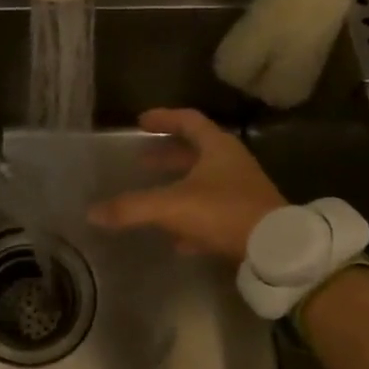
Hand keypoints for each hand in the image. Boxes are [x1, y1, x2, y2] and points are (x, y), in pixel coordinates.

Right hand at [87, 108, 284, 261]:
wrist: (276, 250)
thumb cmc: (224, 212)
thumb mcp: (172, 206)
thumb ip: (132, 208)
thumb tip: (92, 212)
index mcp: (217, 147)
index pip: (188, 120)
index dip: (163, 118)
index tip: (141, 122)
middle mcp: (232, 163)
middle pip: (196, 152)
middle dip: (167, 156)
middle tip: (141, 160)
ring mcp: (242, 191)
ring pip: (204, 182)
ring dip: (178, 185)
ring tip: (152, 195)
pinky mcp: (247, 219)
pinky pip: (213, 212)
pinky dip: (192, 218)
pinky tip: (175, 238)